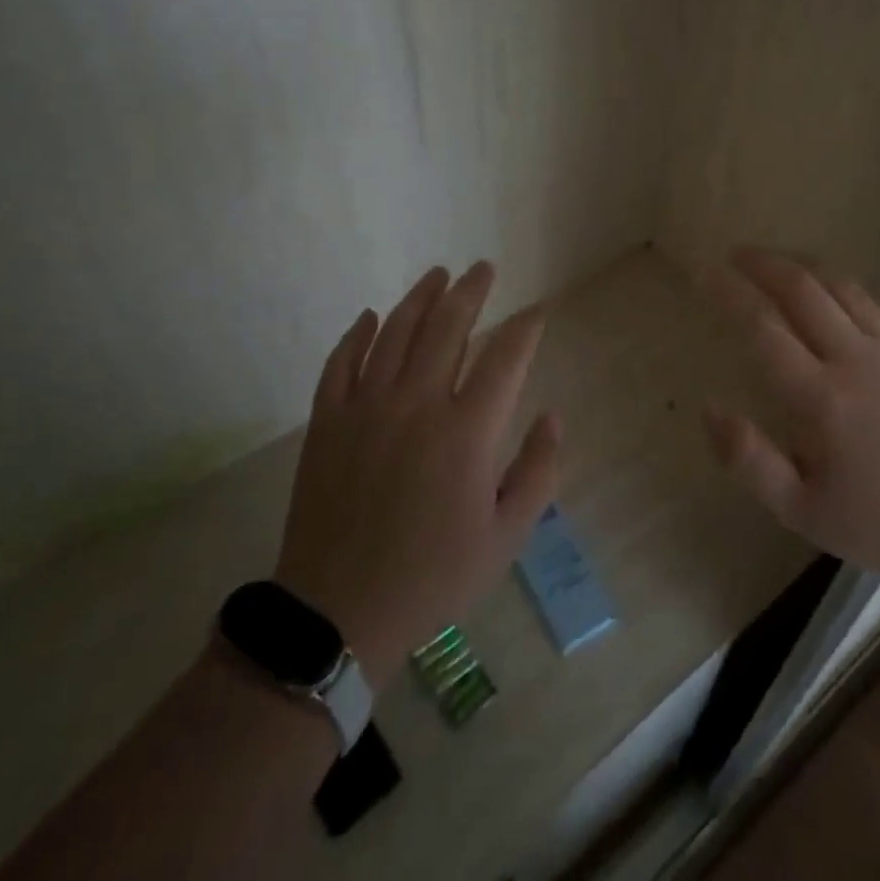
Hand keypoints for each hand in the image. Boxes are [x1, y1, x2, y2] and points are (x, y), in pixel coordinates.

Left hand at [274, 262, 559, 684]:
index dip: (525, 328)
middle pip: (448, 326)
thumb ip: (538, 471)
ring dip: (421, 297)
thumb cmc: (433, 575)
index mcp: (467, 432)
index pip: (506, 358)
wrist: (338, 611)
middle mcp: (418, 404)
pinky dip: (359, 334)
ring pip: (396, 332)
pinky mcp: (327, 421)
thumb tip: (551, 416)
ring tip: (438, 274)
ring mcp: (367, 407)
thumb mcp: (506, 536)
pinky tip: (372, 316)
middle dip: (472, 292)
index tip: (536, 311)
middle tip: (484, 268)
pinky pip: (342, 361)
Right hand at [702, 248, 879, 585]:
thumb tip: (708, 407)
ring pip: (843, 287)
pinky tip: (838, 294)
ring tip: (779, 262)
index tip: (703, 272)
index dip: (728, 293)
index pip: (762, 327)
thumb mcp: (800, 510)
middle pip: (802, 289)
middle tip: (735, 254)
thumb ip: (748, 459)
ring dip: (804, 266)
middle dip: (762, 263)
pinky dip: (851, 289)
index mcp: (819, 398)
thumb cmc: (876, 522)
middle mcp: (855, 360)